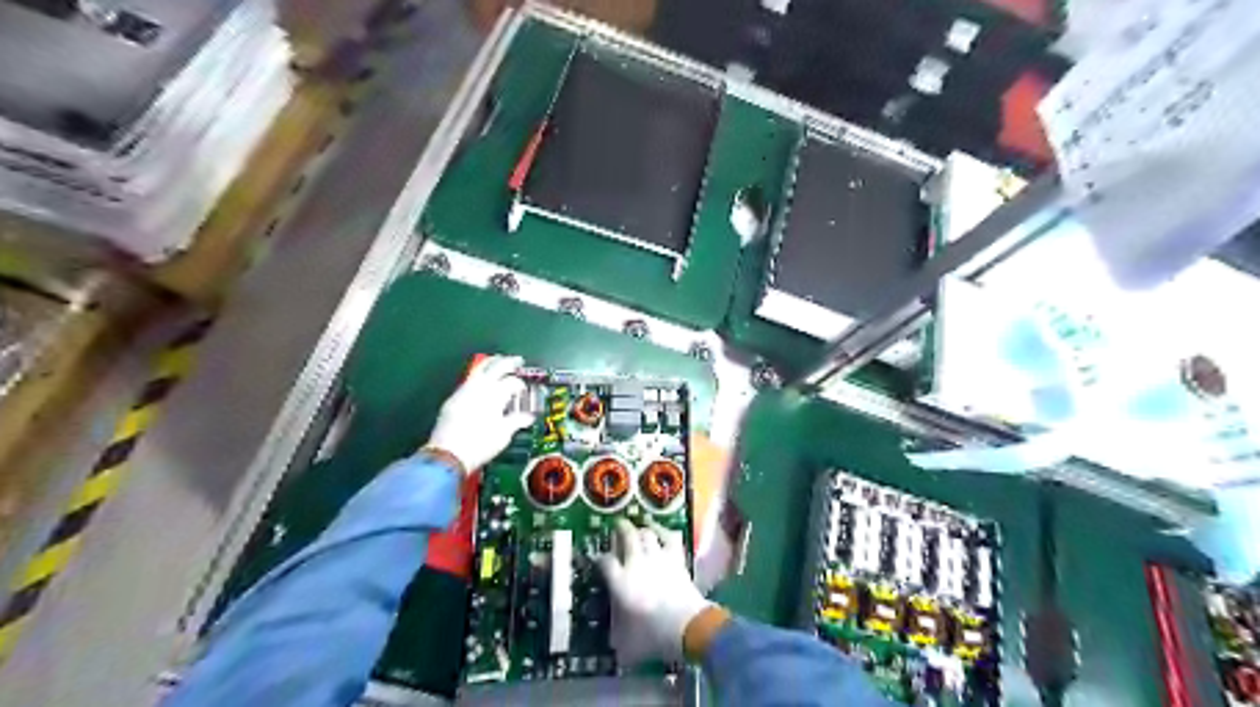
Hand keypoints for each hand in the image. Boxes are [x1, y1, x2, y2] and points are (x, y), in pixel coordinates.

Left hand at [425, 356, 532, 478]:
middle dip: (508, 362)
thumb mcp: (503, 434)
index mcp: (495, 395)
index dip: (521, 385)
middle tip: (517, 361)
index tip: (524, 390)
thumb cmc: (480, 445)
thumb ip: (516, 421)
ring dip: (491, 363)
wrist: (448, 455)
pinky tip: (480, 380)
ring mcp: (464, 391)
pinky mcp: (453, 398)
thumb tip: (528, 417)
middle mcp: (480, 388)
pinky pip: (468, 380)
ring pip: (479, 369)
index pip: (512, 382)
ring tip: (498, 362)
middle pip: (496, 367)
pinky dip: (478, 375)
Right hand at [598, 518, 712, 663]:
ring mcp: (657, 558)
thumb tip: (613, 641)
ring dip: (641, 529)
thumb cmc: (652, 636)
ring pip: (646, 534)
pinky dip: (663, 531)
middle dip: (620, 529)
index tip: (599, 559)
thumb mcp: (627, 642)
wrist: (686, 626)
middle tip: (618, 525)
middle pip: (626, 537)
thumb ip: (617, 634)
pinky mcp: (675, 559)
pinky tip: (660, 529)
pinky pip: (668, 538)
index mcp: (620, 582)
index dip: (600, 558)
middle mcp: (636, 563)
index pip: (605, 562)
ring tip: (638, 527)